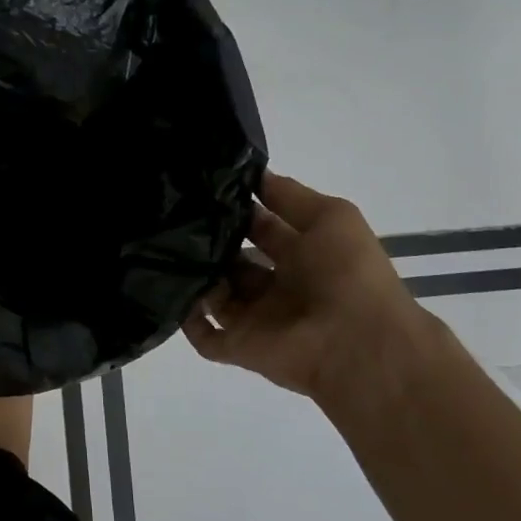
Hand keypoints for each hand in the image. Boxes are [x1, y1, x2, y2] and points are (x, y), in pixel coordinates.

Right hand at [182, 171, 437, 411]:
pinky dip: (186, 318)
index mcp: (303, 257)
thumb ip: (289, 195)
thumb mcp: (331, 216)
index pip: (261, 228)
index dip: (238, 210)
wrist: (355, 343)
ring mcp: (256, 318)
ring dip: (193, 275)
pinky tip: (169, 291)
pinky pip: (203, 335)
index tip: (203, 190)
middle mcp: (277, 286)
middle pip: (233, 260)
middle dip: (209, 241)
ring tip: (164, 248)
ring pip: (213, 293)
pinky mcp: (238, 346)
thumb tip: (251, 174)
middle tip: (174, 217)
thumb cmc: (347, 274)